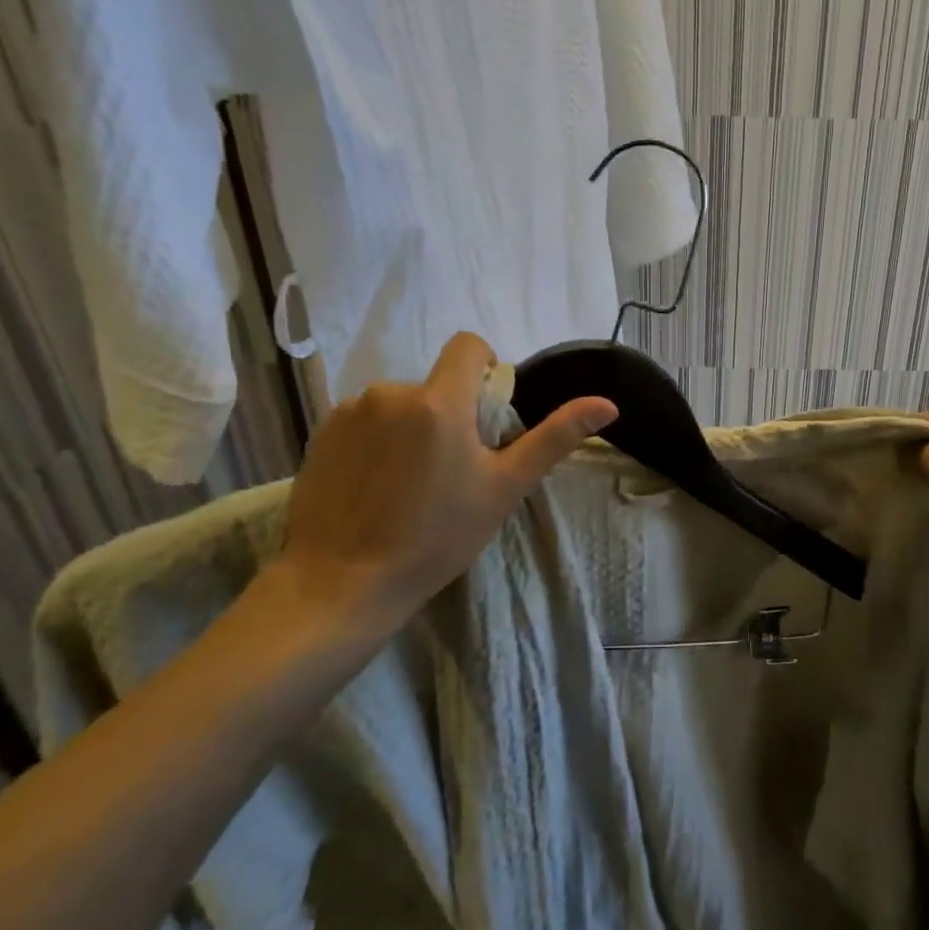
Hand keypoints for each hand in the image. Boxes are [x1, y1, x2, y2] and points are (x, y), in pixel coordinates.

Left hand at [269, 332, 614, 643]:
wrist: (341, 584)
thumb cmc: (436, 538)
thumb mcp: (504, 488)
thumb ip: (554, 438)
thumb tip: (608, 404)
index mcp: (440, 401)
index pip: (468, 346)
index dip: (484, 367)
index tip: (485, 413)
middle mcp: (391, 392)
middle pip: (435, 384)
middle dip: (448, 412)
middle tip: (450, 470)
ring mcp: (349, 412)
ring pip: (398, 404)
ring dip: (411, 428)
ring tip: (408, 484)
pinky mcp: (320, 433)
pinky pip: (363, 421)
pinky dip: (376, 442)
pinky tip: (373, 487)